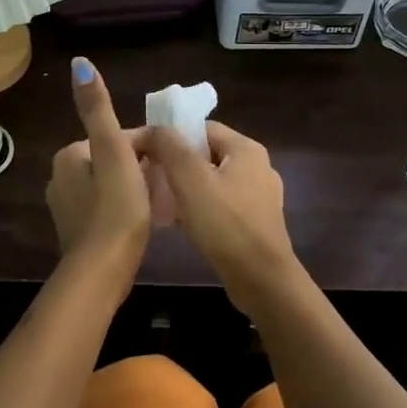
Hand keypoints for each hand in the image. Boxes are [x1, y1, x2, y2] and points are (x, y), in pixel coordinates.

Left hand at [46, 57, 152, 275]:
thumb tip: (79, 63)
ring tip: (162, 202)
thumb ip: (98, 110)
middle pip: (115, 160)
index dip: (148, 146)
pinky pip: (108, 208)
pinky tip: (144, 221)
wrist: (101, 271)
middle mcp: (60, 177)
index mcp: (69, 155)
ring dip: (137, 187)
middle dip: (142, 167)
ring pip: (112, 184)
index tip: (171, 162)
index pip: (119, 137)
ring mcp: (67, 208)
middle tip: (169, 183)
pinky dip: (126, 208)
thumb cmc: (114, 208)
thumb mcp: (113, 152)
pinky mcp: (78, 232)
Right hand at [142, 121, 295, 297]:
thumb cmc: (225, 223)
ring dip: (186, 188)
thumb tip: (150, 129)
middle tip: (148, 178)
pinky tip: (181, 224)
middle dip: (175, 164)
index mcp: (246, 149)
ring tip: (160, 202)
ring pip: (213, 181)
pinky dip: (200, 208)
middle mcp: (258, 167)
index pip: (201, 128)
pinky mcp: (256, 223)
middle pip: (206, 154)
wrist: (261, 279)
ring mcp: (260, 197)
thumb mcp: (190, 179)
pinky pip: (221, 205)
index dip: (170, 136)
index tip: (145, 152)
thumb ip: (168, 146)